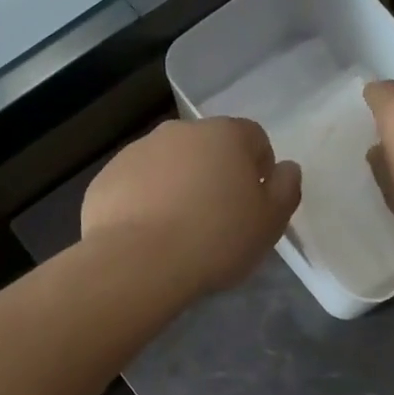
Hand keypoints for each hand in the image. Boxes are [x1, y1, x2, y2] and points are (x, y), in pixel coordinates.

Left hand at [81, 118, 300, 293]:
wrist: (138, 262)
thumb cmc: (217, 239)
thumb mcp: (270, 222)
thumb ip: (286, 189)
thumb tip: (286, 168)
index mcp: (226, 135)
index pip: (254, 138)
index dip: (260, 169)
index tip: (255, 203)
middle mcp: (180, 131)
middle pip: (209, 148)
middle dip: (216, 175)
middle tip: (219, 219)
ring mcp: (138, 151)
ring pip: (170, 164)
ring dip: (179, 186)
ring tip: (179, 231)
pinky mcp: (107, 177)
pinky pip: (137, 185)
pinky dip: (145, 201)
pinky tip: (148, 236)